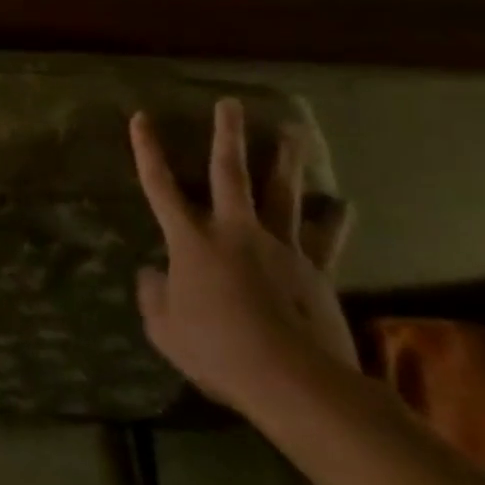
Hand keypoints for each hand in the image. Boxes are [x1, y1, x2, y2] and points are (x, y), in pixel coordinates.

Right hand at [129, 97, 357, 410]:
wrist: (294, 380)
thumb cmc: (217, 351)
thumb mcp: (164, 328)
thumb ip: (153, 296)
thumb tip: (152, 273)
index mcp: (191, 241)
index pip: (160, 186)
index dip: (147, 150)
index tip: (141, 117)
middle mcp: (235, 232)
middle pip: (230, 173)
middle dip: (228, 135)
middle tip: (231, 103)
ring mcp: (280, 248)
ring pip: (282, 193)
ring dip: (286, 160)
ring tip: (293, 131)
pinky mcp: (316, 270)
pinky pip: (325, 238)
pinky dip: (333, 220)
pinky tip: (343, 205)